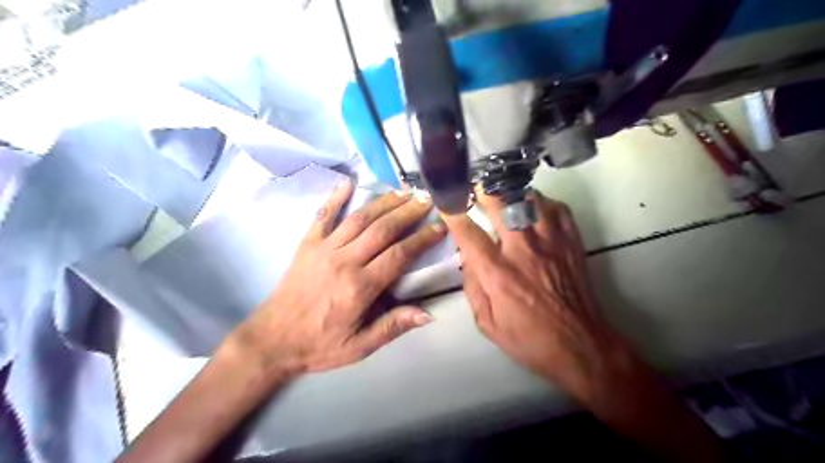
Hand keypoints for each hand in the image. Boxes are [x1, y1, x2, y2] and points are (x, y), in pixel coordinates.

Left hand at [229, 180, 448, 382]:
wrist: (271, 341)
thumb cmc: (319, 345)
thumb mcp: (359, 346)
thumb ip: (392, 327)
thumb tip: (428, 314)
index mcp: (360, 287)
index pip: (400, 254)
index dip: (422, 238)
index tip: (440, 226)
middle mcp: (344, 261)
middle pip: (383, 229)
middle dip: (408, 212)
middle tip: (426, 199)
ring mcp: (323, 249)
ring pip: (359, 219)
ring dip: (383, 202)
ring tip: (403, 192)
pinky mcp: (307, 245)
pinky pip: (322, 216)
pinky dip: (335, 198)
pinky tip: (347, 182)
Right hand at [446, 190, 632, 402]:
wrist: (580, 346)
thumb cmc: (529, 339)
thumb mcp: (487, 323)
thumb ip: (472, 287)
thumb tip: (467, 257)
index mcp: (498, 273)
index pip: (469, 233)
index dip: (453, 213)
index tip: (445, 200)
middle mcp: (523, 250)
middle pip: (501, 204)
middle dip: (484, 189)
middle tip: (476, 185)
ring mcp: (551, 243)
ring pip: (531, 199)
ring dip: (513, 194)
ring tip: (505, 196)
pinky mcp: (572, 242)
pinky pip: (558, 209)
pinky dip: (543, 203)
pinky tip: (535, 209)